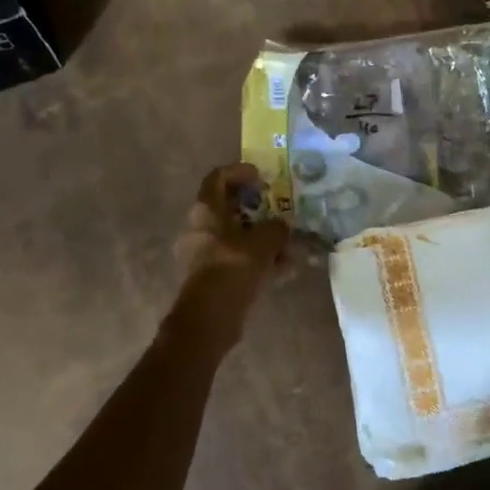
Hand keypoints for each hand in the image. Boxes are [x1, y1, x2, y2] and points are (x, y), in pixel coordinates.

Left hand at [172, 163, 290, 338]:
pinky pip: (238, 258)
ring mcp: (203, 253)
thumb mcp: (264, 242)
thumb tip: (282, 227)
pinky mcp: (211, 276)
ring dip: (263, 238)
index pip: (218, 178)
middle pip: (229, 207)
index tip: (261, 177)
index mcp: (206, 210)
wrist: (210, 317)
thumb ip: (277, 228)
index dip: (240, 172)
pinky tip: (284, 269)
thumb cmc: (233, 267)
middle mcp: (200, 227)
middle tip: (279, 210)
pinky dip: (259, 259)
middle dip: (258, 209)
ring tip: (289, 246)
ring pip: (237, 236)